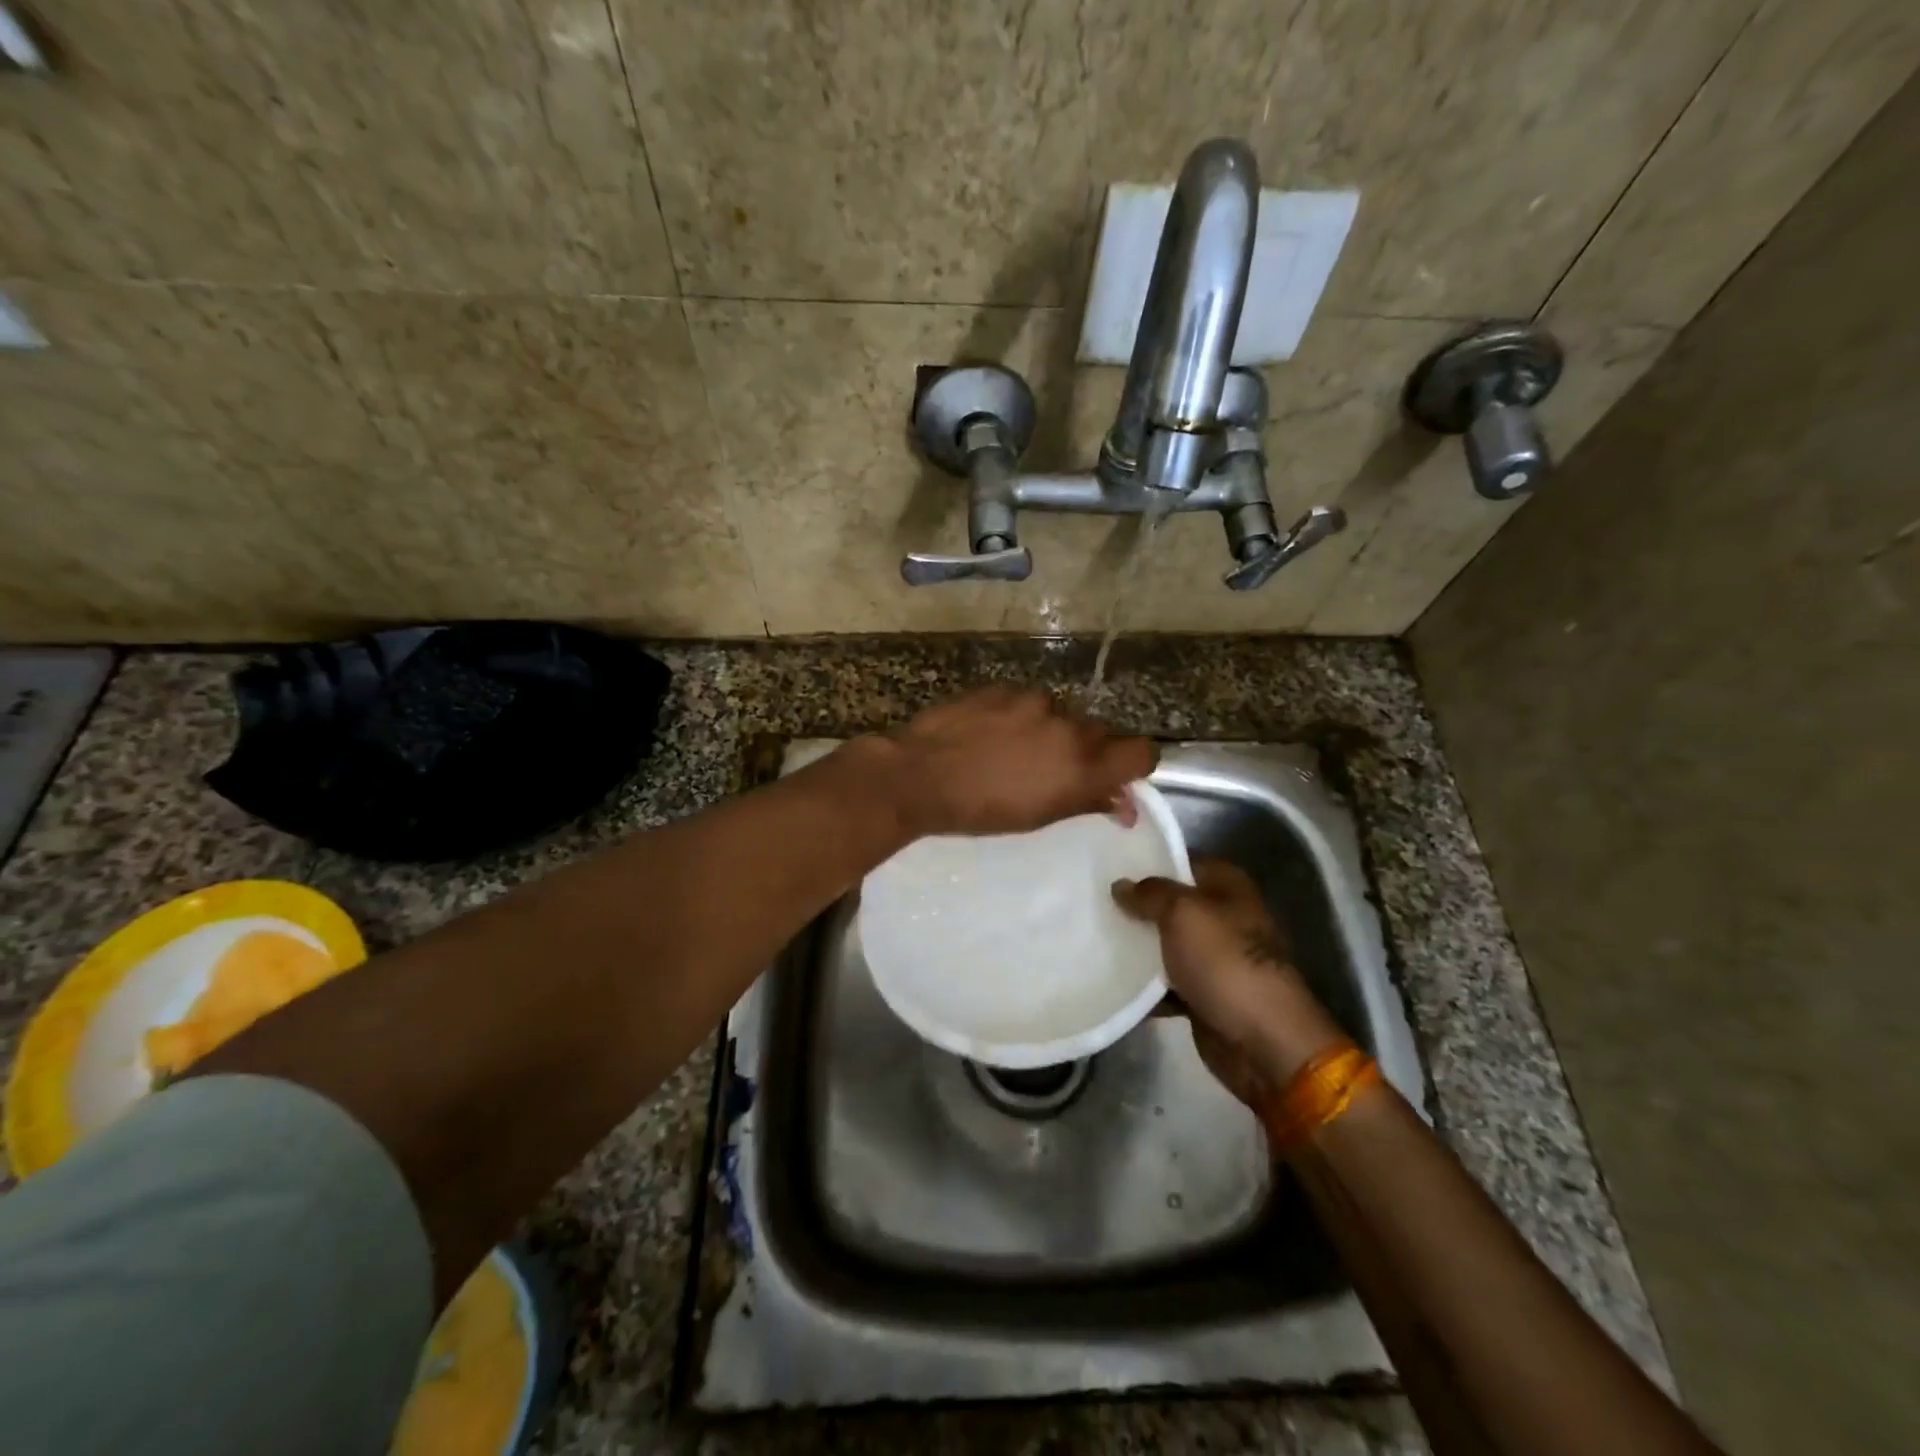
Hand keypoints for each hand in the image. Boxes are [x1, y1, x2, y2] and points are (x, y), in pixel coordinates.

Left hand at [865, 687, 1156, 837]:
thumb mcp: (1039, 817)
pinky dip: (1019, 716)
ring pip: (1061, 714)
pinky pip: (1027, 701)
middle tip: (1054, 770)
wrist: (920, 775)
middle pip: (1101, 732)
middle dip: (1087, 750)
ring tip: (1013, 750)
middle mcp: (1068, 726)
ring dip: (1050, 730)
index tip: (1116, 775)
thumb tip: (1124, 805)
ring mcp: (1035, 701)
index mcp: (1083, 766)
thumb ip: (1087, 802)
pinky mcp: (1004, 687)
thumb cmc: (981, 811)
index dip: (1135, 764)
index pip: (1143, 752)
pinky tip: (991, 733)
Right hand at [1113, 857, 1344, 1105]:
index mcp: (1227, 887)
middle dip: (1137, 904)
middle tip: (1094, 900)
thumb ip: (1150, 894)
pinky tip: (1111, 979)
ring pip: (1166, 943)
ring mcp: (1215, 958)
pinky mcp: (1204, 994)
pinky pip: (1166, 983)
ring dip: (1136, 946)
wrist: (1262, 1041)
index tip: (1110, 862)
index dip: (1149, 859)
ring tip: (1093, 936)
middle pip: (1171, 903)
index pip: (1183, 860)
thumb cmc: (1225, 963)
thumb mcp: (1182, 914)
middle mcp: (1223, 917)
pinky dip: (1144, 986)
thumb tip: (1121, 885)